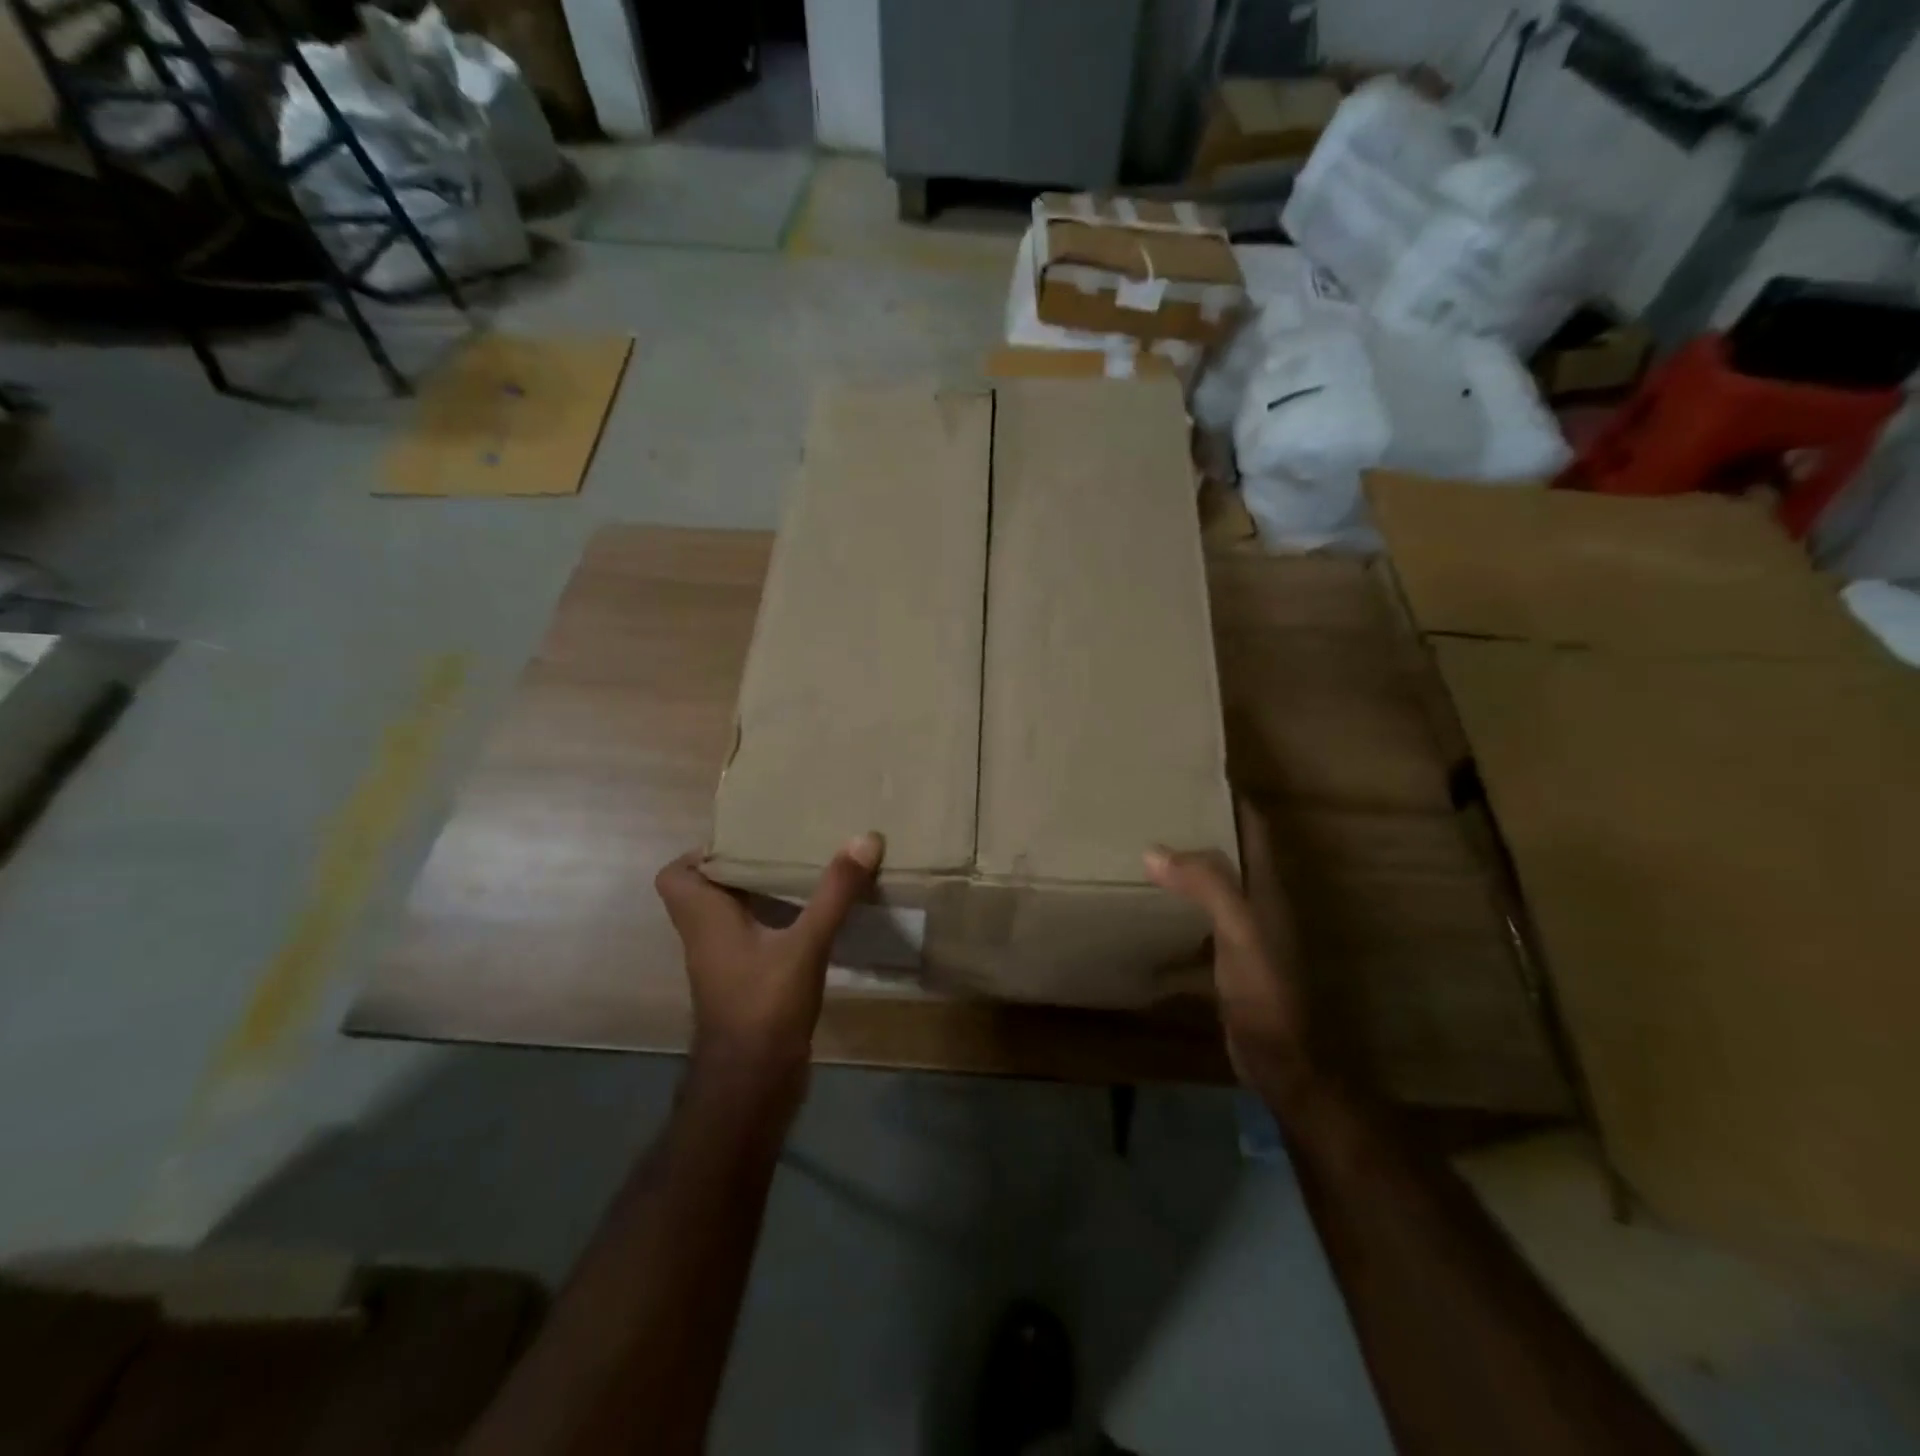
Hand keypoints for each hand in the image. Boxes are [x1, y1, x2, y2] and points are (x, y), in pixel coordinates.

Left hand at [655, 833, 884, 1092]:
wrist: (753, 1086)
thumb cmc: (765, 1007)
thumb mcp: (806, 944)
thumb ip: (834, 892)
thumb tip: (864, 838)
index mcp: (704, 919)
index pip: (675, 875)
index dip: (702, 853)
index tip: (746, 838)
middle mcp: (707, 937)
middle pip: (710, 890)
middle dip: (744, 866)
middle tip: (785, 846)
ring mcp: (725, 964)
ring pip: (734, 915)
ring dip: (762, 894)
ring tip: (806, 871)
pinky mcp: (745, 984)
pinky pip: (755, 939)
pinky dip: (777, 923)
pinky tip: (815, 918)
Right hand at [1144, 806, 1317, 1108]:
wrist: (1283, 1065)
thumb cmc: (1267, 993)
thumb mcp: (1240, 933)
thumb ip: (1206, 887)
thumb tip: (1154, 849)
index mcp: (1266, 888)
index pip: (1253, 827)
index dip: (1229, 797)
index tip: (1190, 775)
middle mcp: (1257, 904)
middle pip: (1229, 853)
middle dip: (1197, 829)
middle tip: (1151, 809)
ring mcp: (1242, 936)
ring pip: (1210, 891)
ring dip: (1183, 873)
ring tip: (1139, 854)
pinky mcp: (1226, 966)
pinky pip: (1194, 931)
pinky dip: (1171, 922)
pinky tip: (1139, 925)